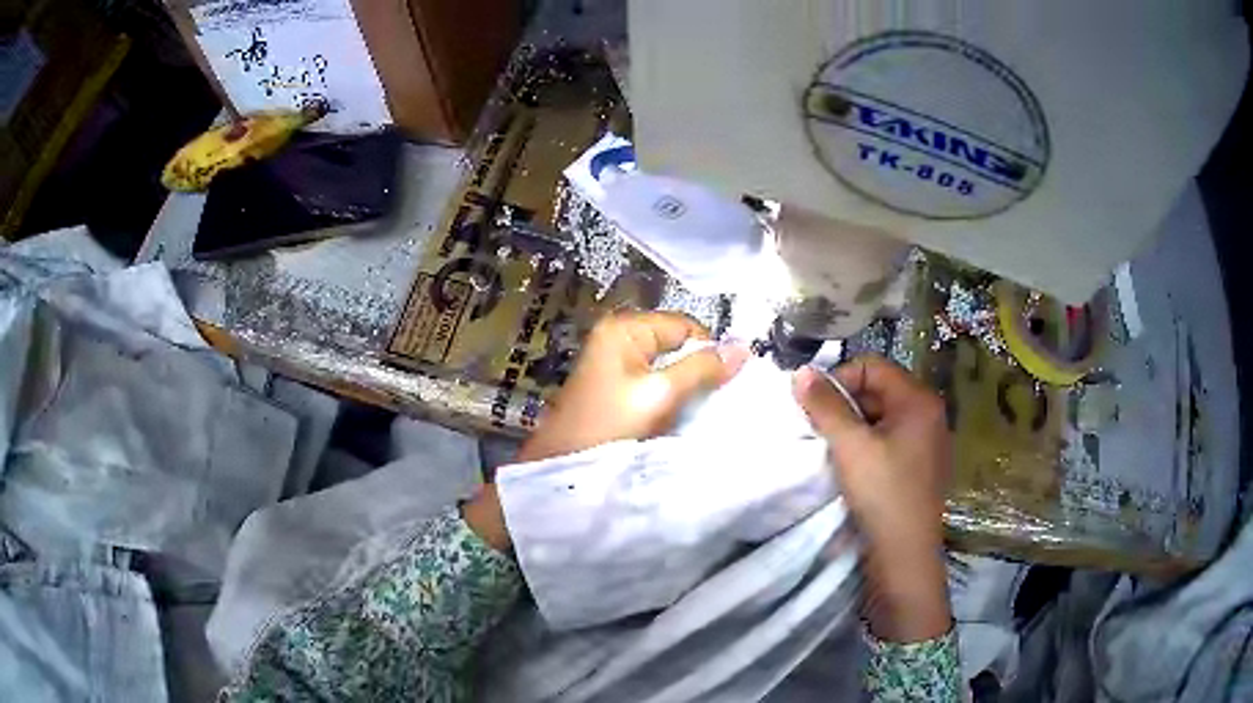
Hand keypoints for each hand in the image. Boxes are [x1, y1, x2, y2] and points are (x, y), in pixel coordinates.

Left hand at [515, 311, 747, 462]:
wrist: (563, 464)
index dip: (708, 350)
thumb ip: (702, 369)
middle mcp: (618, 338)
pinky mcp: (615, 387)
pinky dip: (669, 397)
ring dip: (684, 387)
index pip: (684, 326)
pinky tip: (677, 416)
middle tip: (715, 400)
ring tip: (698, 410)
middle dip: (697, 370)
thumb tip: (744, 347)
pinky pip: (654, 383)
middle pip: (676, 345)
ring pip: (667, 366)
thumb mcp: (660, 394)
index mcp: (624, 329)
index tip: (725, 383)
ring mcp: (614, 363)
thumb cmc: (609, 425)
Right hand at [793, 355, 951, 642]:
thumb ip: (825, 406)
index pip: (872, 367)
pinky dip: (866, 445)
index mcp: (919, 400)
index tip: (813, 407)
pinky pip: (888, 440)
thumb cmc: (882, 494)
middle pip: (878, 390)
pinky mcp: (919, 465)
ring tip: (831, 450)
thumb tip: (800, 372)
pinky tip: (850, 466)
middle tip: (818, 429)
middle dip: (844, 404)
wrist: (905, 556)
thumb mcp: (850, 447)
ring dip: (852, 427)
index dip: (838, 379)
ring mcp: (927, 441)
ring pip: (880, 417)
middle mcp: (929, 413)